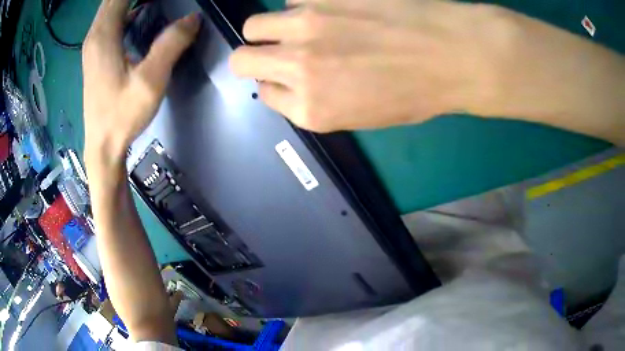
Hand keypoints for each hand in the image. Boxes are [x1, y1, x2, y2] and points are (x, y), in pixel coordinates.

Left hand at [82, 0, 199, 161]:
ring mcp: (94, 44)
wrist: (102, 147)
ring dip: (132, 1)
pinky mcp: (96, 54)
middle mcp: (95, 35)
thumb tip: (193, 18)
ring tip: (158, 3)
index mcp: (104, 35)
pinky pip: (111, 19)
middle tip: (165, 1)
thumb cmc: (121, 116)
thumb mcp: (150, 81)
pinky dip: (127, 10)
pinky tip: (144, 14)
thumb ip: (171, 44)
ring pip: (112, 8)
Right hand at [230, 0, 504, 131]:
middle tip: (274, 53)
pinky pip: (291, 0)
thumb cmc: (416, 92)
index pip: (265, 93)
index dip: (275, 85)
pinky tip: (328, 12)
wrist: (450, 53)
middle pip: (242, 58)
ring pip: (255, 24)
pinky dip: (302, 8)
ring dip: (270, 29)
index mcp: (311, 108)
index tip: (289, 79)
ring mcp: (307, 25)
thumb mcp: (362, 115)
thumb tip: (289, 81)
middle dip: (252, 59)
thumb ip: (316, 101)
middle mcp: (298, 66)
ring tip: (301, 28)